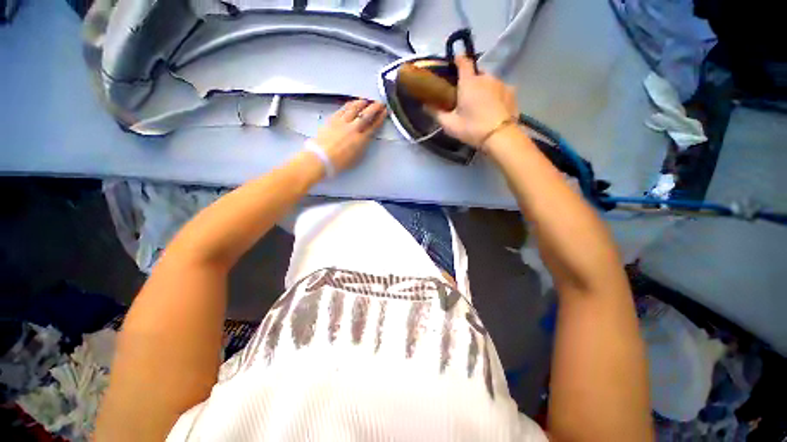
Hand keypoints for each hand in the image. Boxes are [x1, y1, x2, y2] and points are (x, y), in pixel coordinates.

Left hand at [310, 99, 386, 173]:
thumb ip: (363, 146)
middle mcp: (353, 128)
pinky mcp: (332, 119)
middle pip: (366, 114)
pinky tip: (352, 103)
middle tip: (379, 103)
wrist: (321, 158)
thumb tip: (365, 138)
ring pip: (354, 108)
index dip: (380, 118)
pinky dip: (349, 105)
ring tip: (366, 100)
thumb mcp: (357, 158)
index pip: (374, 126)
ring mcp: (342, 122)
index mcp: (361, 140)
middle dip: (375, 107)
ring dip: (362, 103)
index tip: (384, 112)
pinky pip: (343, 109)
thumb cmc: (340, 163)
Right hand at [432, 56, 518, 148]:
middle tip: (467, 96)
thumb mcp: (450, 125)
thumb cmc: (472, 129)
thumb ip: (437, 114)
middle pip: (477, 74)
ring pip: (489, 81)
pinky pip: (500, 89)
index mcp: (469, 82)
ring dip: (484, 88)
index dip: (458, 59)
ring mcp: (501, 83)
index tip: (455, 61)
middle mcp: (486, 78)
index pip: (463, 62)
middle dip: (471, 81)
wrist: (500, 136)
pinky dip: (495, 95)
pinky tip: (494, 107)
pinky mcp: (512, 92)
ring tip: (481, 104)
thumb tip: (426, 106)